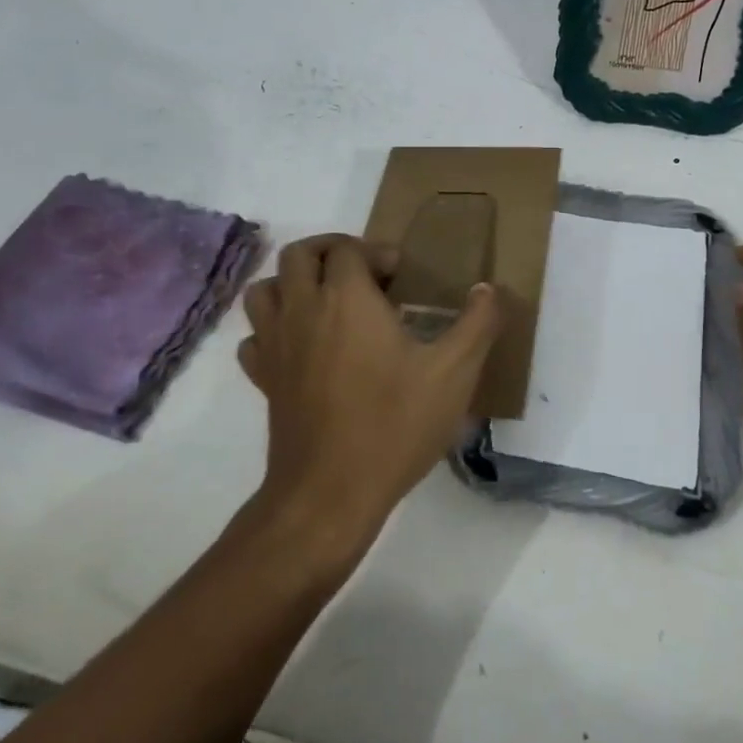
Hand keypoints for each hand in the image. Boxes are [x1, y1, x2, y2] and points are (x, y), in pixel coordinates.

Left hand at [238, 233, 500, 544]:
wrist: (330, 494)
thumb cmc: (394, 424)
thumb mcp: (455, 372)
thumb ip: (479, 322)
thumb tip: (488, 288)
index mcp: (346, 298)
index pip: (348, 248)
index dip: (376, 251)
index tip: (401, 276)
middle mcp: (303, 309)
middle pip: (300, 254)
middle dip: (331, 251)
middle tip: (364, 273)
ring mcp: (276, 345)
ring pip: (265, 288)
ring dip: (294, 282)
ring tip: (327, 299)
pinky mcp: (264, 379)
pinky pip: (254, 336)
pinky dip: (273, 328)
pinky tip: (301, 345)